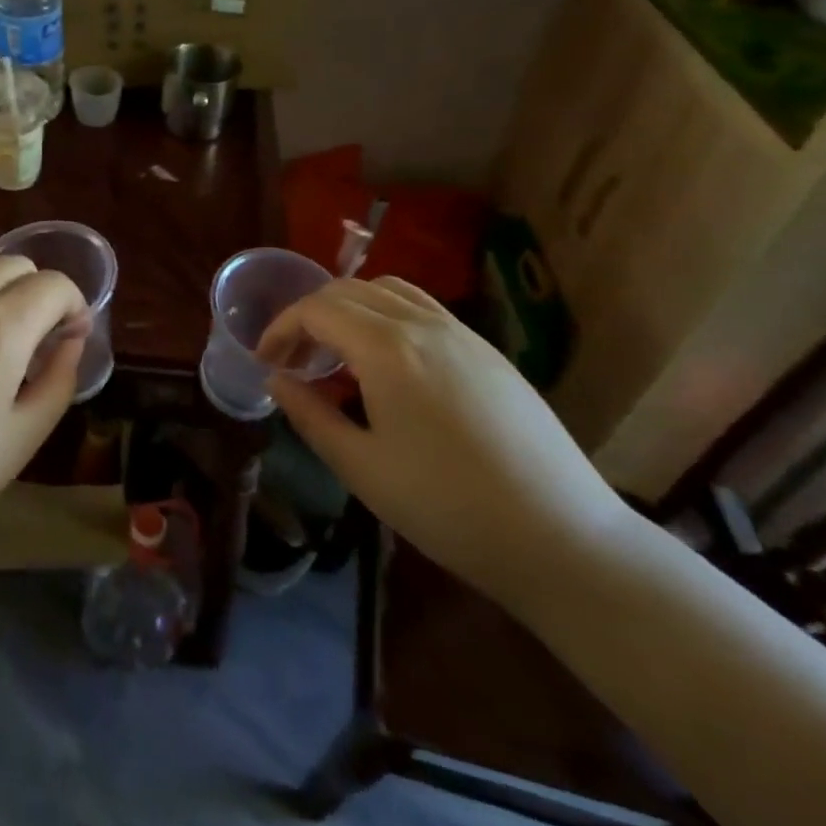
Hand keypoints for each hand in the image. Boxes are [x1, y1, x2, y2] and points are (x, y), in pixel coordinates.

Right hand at [258, 277, 631, 606]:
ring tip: (336, 352)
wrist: (560, 536)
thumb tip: (277, 381)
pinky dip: (386, 316)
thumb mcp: (362, 467)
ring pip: (389, 290)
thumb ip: (310, 415)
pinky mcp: (488, 351)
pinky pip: (423, 309)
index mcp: (387, 348)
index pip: (316, 309)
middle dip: (309, 315)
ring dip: (349, 308)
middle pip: (349, 289)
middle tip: (293, 359)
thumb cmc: (448, 506)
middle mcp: (423, 324)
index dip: (281, 328)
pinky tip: (388, 363)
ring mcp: (462, 333)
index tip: (265, 362)